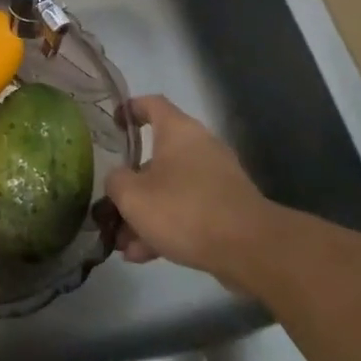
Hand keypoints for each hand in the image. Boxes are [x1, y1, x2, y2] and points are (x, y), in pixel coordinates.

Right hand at [106, 95, 268, 281]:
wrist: (250, 249)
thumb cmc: (184, 209)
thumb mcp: (133, 196)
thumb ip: (116, 182)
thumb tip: (118, 180)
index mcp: (177, 131)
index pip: (151, 104)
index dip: (129, 109)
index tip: (112, 124)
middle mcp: (199, 147)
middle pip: (156, 156)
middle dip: (131, 185)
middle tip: (110, 205)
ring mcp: (215, 179)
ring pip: (169, 189)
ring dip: (145, 213)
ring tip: (122, 244)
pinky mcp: (226, 208)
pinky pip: (187, 211)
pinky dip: (166, 227)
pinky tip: (144, 256)